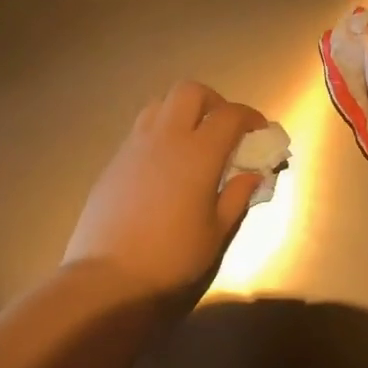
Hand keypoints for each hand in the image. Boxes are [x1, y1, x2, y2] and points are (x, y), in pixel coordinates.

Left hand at [64, 81, 266, 301]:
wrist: (108, 275)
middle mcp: (165, 137)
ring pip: (160, 104)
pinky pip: (141, 129)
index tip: (260, 131)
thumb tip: (253, 175)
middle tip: (224, 130)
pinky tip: (165, 164)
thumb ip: (238, 196)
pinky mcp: (114, 160)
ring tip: (193, 141)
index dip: (250, 117)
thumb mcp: (216, 232)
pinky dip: (160, 132)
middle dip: (213, 102)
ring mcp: (134, 145)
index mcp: (198, 153)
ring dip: (182, 112)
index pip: (229, 115)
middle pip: (190, 92)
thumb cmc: (171, 257)